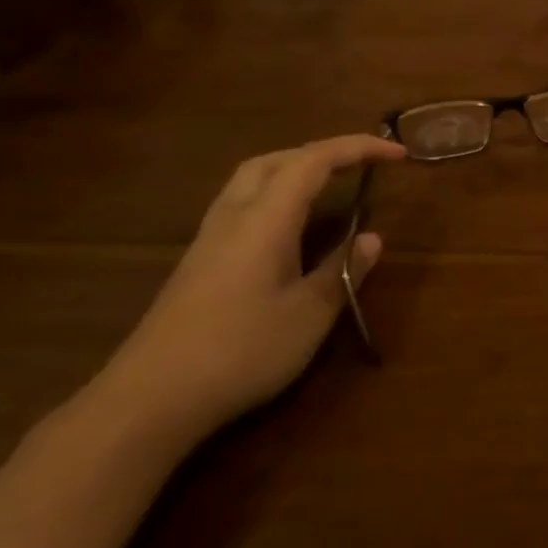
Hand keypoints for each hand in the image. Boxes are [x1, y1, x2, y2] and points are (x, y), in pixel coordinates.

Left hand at [95, 134, 406, 446]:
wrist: (149, 399)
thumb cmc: (240, 351)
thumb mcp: (309, 314)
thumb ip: (342, 270)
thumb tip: (372, 238)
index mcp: (265, 219)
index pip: (315, 161)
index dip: (359, 148)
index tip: (398, 153)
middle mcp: (234, 216)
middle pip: (277, 159)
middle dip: (324, 151)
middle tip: (363, 163)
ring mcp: (211, 238)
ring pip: (253, 179)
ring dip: (296, 168)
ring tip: (332, 183)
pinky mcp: (200, 261)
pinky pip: (243, 203)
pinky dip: (277, 194)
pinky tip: (292, 224)